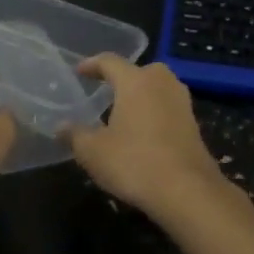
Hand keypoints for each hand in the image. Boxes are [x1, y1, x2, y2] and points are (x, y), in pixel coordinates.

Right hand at [65, 55, 227, 222]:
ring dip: (139, 95)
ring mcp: (182, 102)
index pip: (109, 61)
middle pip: (138, 71)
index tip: (79, 72)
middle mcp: (161, 82)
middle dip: (120, 78)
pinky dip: (153, 112)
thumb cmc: (134, 163)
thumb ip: (75, 135)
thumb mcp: (93, 152)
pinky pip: (167, 107)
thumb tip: (60, 126)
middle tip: (103, 90)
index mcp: (135, 81)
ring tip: (122, 111)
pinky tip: (142, 132)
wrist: (188, 191)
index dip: (91, 65)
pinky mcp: (193, 123)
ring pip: (156, 88)